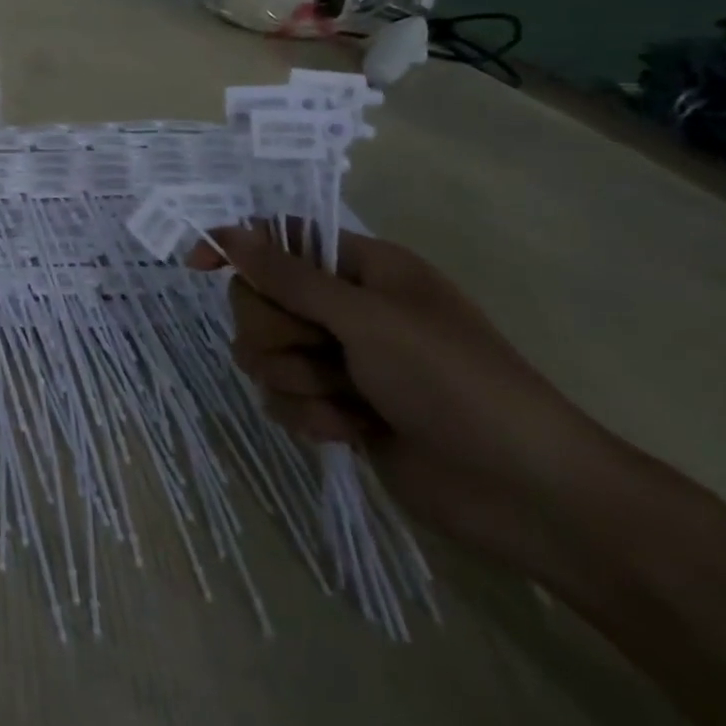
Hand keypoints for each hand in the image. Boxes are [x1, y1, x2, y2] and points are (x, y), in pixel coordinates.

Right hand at [189, 225, 599, 562]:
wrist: (528, 494)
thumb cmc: (454, 383)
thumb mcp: (368, 319)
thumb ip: (290, 277)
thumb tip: (228, 231)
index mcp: (362, 269)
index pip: (278, 239)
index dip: (236, 247)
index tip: (197, 264)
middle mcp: (346, 309)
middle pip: (260, 300)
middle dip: (278, 332)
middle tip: (319, 351)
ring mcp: (341, 361)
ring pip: (266, 354)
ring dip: (298, 380)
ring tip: (348, 400)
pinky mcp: (338, 408)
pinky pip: (284, 399)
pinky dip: (312, 416)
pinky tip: (354, 432)